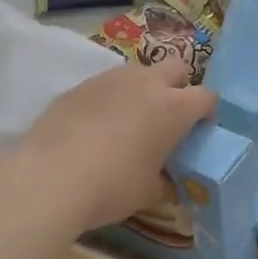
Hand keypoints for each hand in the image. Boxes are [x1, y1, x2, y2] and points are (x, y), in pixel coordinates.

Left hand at [17, 58, 217, 231]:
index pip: (206, 96)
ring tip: (130, 121)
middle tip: (169, 117)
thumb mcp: (149, 192)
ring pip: (138, 72)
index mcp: (173, 107)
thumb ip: (164, 180)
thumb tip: (166, 182)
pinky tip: (97, 127)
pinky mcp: (80, 86)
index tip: (199, 131)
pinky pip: (106, 85)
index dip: (207, 112)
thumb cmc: (112, 186)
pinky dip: (111, 99)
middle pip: (177, 67)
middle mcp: (146, 83)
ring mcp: (110, 79)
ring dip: (143, 90)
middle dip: (179, 86)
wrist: (49, 178)